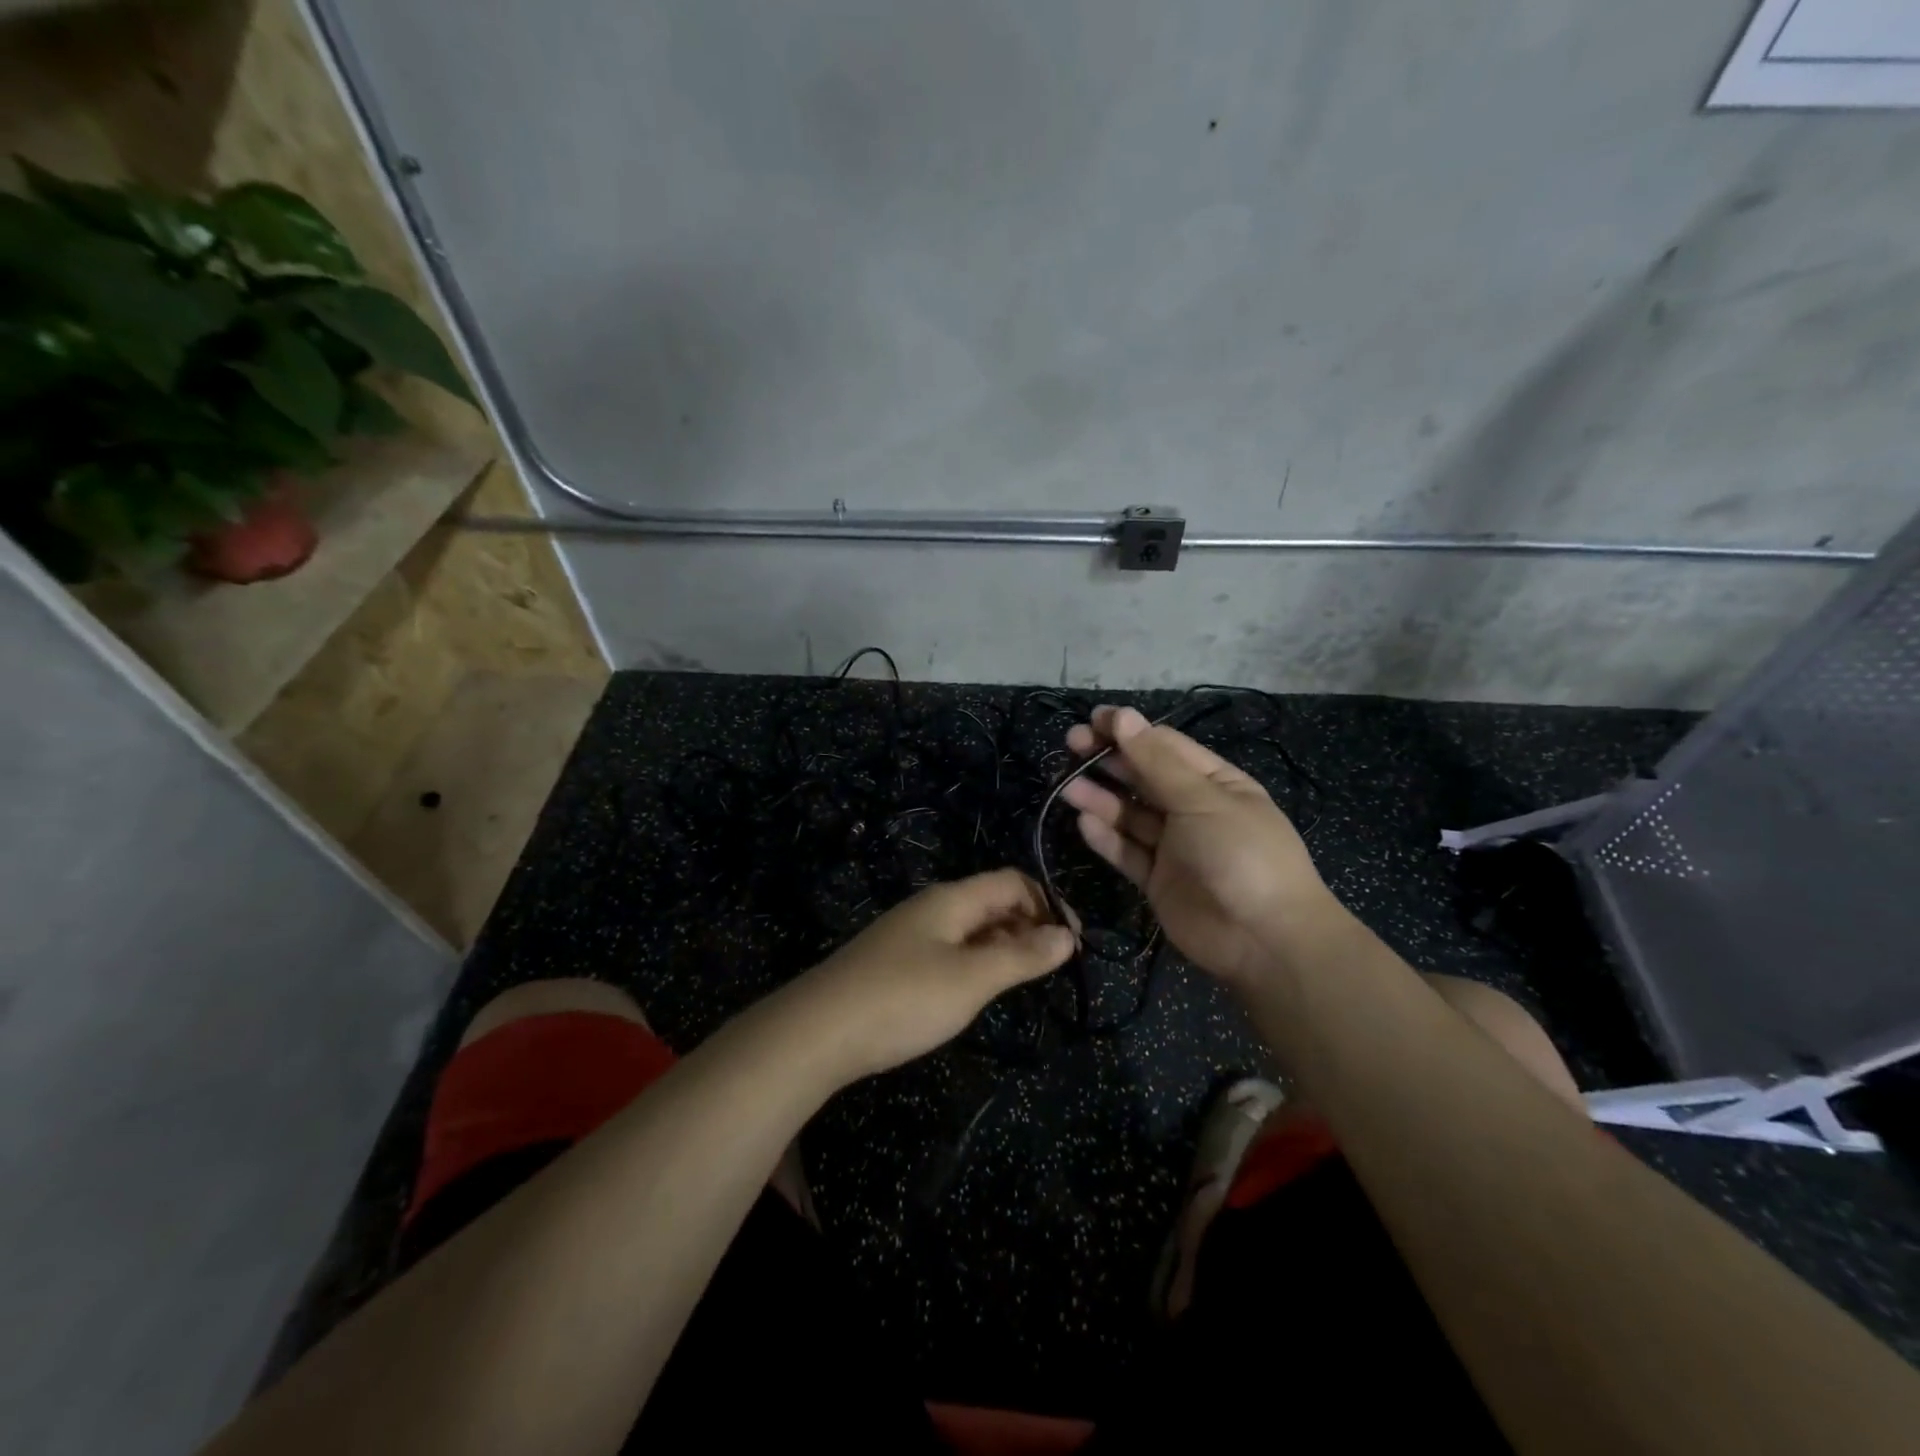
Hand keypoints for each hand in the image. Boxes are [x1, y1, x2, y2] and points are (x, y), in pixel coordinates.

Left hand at [789, 869, 1074, 1082]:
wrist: (818, 1032)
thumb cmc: (903, 998)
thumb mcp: (971, 979)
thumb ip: (1021, 956)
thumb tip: (1067, 936)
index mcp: (951, 900)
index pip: (1011, 882)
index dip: (1048, 903)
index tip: (1074, 942)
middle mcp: (932, 908)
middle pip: (992, 902)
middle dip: (1029, 925)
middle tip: (1056, 964)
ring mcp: (911, 936)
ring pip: (971, 929)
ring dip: (1005, 946)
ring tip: (1028, 978)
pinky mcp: (898, 964)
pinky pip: (951, 951)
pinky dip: (978, 963)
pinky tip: (982, 990)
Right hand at [1062, 705, 1339, 984]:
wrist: (1265, 940)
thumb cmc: (1241, 854)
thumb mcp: (1201, 799)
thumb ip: (1156, 762)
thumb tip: (1122, 715)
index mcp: (1215, 782)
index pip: (1165, 746)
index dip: (1129, 731)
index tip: (1091, 720)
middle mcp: (1193, 810)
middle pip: (1143, 777)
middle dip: (1109, 760)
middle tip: (1070, 745)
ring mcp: (1175, 847)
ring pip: (1131, 815)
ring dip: (1101, 798)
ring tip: (1066, 786)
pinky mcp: (1159, 880)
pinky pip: (1128, 852)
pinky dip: (1106, 838)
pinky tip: (1083, 823)